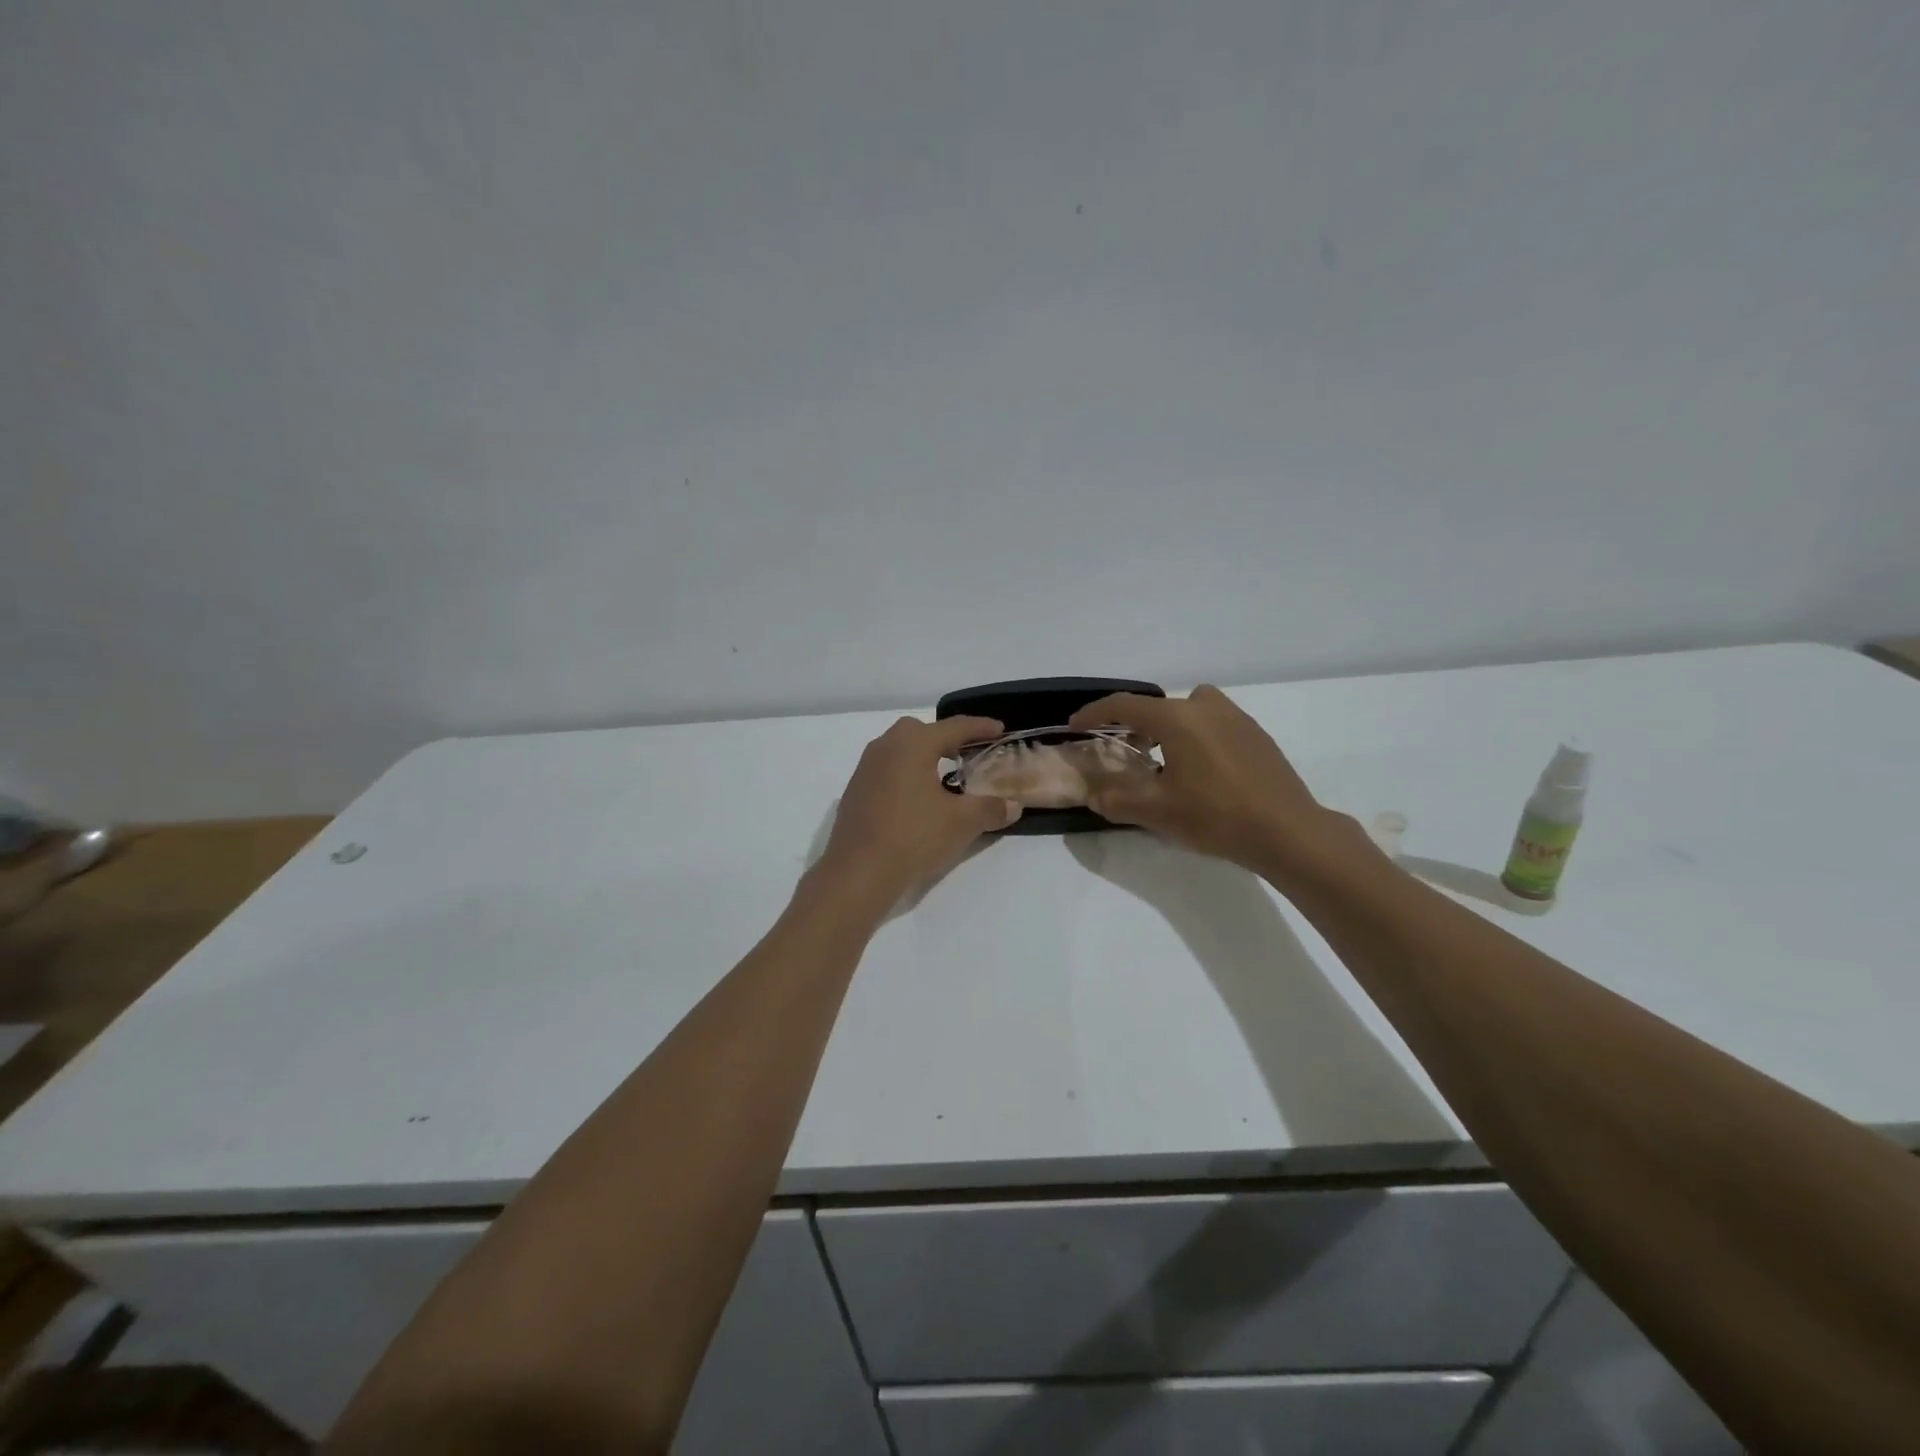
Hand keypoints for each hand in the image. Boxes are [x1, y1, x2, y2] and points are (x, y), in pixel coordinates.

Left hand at [816, 716, 1021, 906]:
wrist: (858, 872)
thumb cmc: (914, 836)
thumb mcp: (961, 822)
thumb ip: (990, 809)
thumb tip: (1013, 806)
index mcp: (912, 744)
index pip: (954, 727)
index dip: (980, 727)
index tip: (999, 729)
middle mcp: (885, 747)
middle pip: (921, 731)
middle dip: (946, 738)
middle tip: (968, 753)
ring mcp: (865, 769)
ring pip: (899, 750)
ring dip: (923, 757)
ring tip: (945, 777)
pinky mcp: (855, 791)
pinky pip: (887, 770)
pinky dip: (906, 775)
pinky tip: (917, 800)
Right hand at [1069, 685, 1353, 878]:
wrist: (1289, 831)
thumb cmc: (1217, 816)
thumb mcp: (1158, 812)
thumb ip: (1117, 800)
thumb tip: (1093, 795)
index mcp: (1178, 718)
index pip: (1125, 705)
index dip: (1095, 713)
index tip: (1076, 725)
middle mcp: (1206, 707)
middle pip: (1158, 705)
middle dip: (1133, 723)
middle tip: (1122, 749)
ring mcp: (1236, 718)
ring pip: (1189, 710)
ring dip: (1168, 726)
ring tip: (1163, 759)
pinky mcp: (1256, 734)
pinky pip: (1213, 722)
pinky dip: (1195, 734)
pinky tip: (1200, 770)